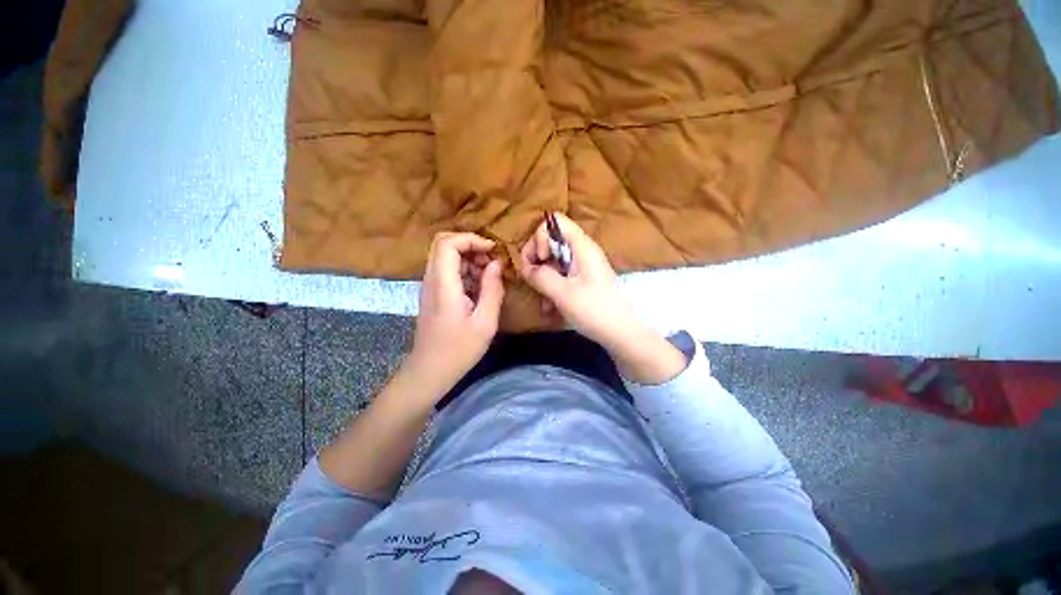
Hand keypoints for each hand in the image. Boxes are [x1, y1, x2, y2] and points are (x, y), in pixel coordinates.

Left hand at [406, 232, 504, 397]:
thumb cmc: (459, 350)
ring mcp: (429, 286)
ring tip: (489, 275)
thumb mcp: (485, 323)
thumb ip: (492, 289)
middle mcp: (431, 279)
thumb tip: (497, 264)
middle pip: (443, 243)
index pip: (448, 243)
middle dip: (471, 245)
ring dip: (469, 258)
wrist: (429, 371)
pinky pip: (447, 270)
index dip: (471, 239)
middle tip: (492, 261)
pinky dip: (464, 270)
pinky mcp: (432, 293)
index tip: (493, 250)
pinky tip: (479, 287)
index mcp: (443, 285)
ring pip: (445, 255)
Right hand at [518, 214, 686, 383]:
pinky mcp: (583, 281)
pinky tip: (550, 309)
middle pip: (551, 241)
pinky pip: (561, 277)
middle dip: (537, 261)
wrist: (621, 333)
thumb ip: (540, 276)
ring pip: (554, 262)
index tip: (540, 261)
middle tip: (531, 281)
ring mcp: (583, 267)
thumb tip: (525, 268)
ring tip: (543, 303)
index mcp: (581, 246)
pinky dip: (552, 289)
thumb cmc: (594, 310)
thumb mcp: (563, 293)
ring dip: (543, 280)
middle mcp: (582, 251)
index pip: (554, 222)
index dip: (540, 238)